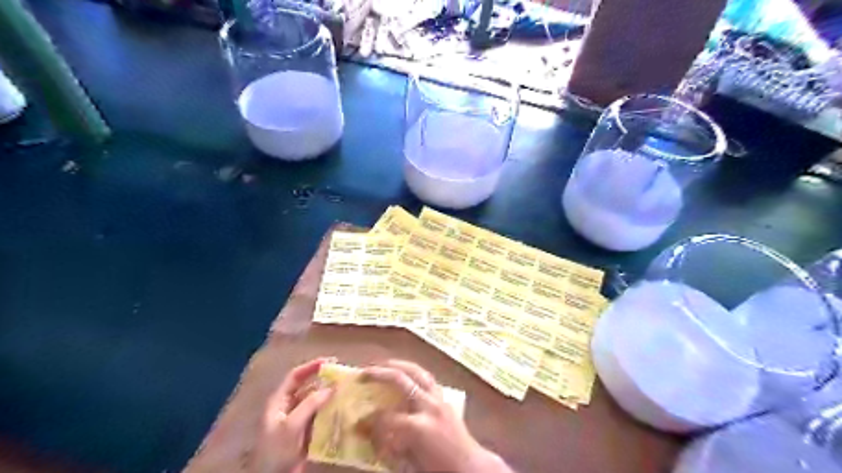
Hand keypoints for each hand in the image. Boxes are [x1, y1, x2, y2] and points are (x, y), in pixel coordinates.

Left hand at [248, 358, 334, 472]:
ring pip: (314, 401)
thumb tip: (331, 387)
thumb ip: (310, 404)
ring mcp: (296, 420)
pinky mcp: (304, 433)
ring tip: (345, 390)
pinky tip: (341, 409)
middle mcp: (287, 407)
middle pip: (306, 387)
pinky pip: (319, 416)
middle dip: (323, 380)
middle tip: (342, 376)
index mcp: (279, 401)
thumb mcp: (291, 425)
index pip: (295, 376)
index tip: (330, 361)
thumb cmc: (275, 450)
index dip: (311, 366)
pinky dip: (329, 411)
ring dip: (328, 395)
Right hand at [357, 358, 513, 471]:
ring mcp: (439, 399)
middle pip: (402, 380)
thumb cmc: (438, 469)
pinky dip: (414, 373)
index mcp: (419, 427)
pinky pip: (428, 379)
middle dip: (380, 374)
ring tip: (384, 363)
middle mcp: (429, 406)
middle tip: (364, 372)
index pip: (386, 418)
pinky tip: (406, 374)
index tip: (357, 423)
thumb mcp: (409, 463)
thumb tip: (367, 432)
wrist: (470, 468)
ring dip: (399, 365)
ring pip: (418, 372)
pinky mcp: (445, 399)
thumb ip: (388, 445)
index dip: (369, 421)